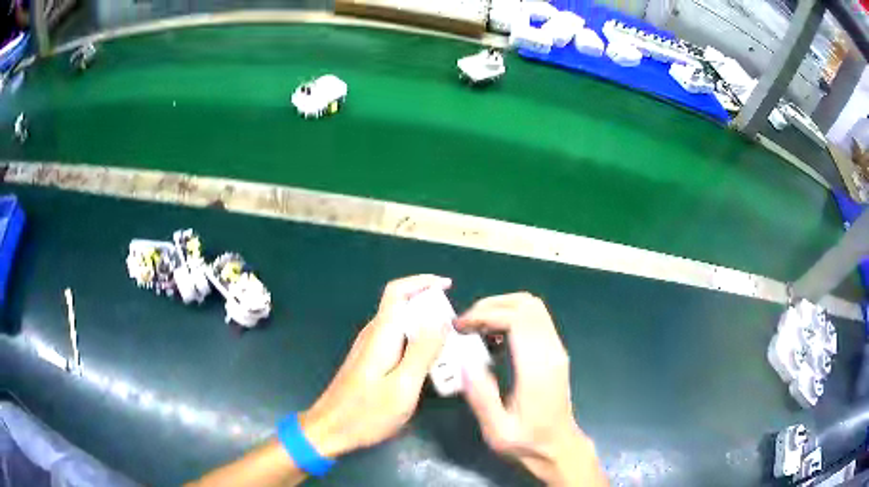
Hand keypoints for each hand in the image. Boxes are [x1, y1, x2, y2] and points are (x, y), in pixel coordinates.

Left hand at [299, 274, 451, 457]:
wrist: (331, 430)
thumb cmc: (367, 413)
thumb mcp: (403, 386)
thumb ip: (423, 351)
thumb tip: (440, 318)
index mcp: (381, 334)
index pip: (397, 292)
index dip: (422, 281)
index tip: (448, 286)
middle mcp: (373, 335)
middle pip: (402, 306)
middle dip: (431, 309)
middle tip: (457, 330)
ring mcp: (370, 348)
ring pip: (402, 326)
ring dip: (426, 329)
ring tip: (450, 348)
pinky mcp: (370, 362)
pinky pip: (398, 342)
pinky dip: (417, 344)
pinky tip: (429, 365)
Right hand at [457, 293, 607, 485]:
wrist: (558, 447)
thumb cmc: (527, 441)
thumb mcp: (497, 430)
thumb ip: (481, 397)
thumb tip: (465, 362)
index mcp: (537, 369)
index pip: (517, 319)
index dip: (486, 314)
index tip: (461, 326)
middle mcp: (552, 352)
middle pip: (527, 304)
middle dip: (492, 305)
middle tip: (467, 323)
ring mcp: (557, 350)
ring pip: (534, 307)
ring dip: (503, 308)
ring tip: (477, 327)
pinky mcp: (555, 352)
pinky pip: (536, 320)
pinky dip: (512, 317)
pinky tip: (495, 337)